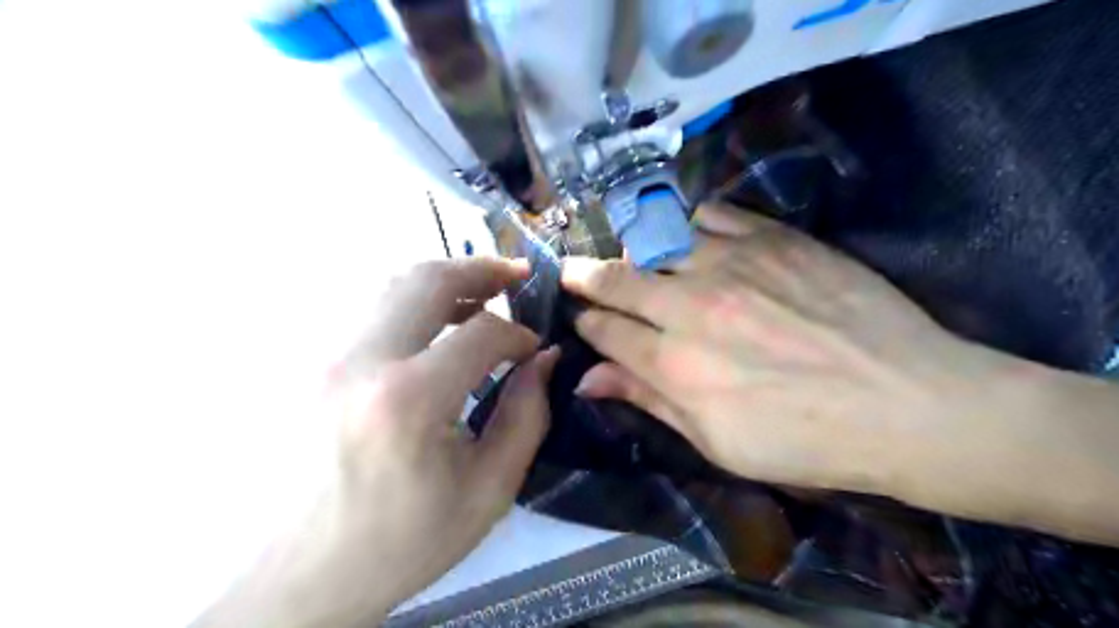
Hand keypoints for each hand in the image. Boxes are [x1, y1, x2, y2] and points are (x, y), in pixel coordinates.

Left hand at [197, 255, 558, 627]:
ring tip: (479, 294)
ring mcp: (324, 358)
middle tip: (516, 274)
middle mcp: (360, 361)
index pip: (481, 332)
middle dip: (481, 270)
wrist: (301, 577)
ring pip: (391, 285)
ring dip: (444, 281)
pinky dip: (411, 301)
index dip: (518, 334)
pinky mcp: (309, 365)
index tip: (532, 350)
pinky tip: (433, 323)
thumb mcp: (487, 491)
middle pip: (427, 280)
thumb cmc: (402, 542)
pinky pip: (368, 310)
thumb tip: (543, 360)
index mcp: (409, 400)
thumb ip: (526, 417)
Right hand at [564, 204, 1001, 496]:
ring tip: (633, 257)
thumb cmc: (805, 439)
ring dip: (634, 249)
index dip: (586, 323)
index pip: (605, 330)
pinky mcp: (773, 238)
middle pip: (617, 278)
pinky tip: (688, 237)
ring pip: (656, 239)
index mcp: (676, 365)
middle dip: (585, 275)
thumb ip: (648, 401)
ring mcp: (733, 264)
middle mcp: (692, 306)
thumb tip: (586, 381)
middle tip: (573, 272)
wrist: (907, 403)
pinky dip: (688, 223)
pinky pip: (710, 214)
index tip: (582, 320)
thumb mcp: (716, 442)